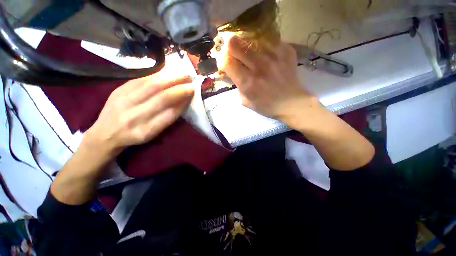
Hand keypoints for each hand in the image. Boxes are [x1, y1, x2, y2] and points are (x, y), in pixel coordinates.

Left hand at [84, 74, 193, 156]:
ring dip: (171, 78)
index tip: (193, 93)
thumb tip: (183, 102)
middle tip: (192, 80)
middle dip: (180, 88)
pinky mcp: (118, 90)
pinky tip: (167, 70)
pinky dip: (157, 74)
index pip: (170, 114)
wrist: (104, 133)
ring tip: (183, 73)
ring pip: (152, 85)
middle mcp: (135, 116)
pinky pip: (141, 79)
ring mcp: (124, 101)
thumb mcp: (152, 134)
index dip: (184, 102)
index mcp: (146, 130)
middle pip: (162, 97)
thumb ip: (167, 119)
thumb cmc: (134, 135)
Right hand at [223, 36, 319, 126]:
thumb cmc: (267, 105)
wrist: (292, 102)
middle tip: (235, 55)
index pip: (227, 61)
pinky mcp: (286, 50)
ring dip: (247, 46)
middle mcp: (259, 66)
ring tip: (251, 55)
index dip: (224, 61)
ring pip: (251, 38)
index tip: (228, 64)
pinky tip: (266, 55)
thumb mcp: (245, 101)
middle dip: (230, 48)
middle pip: (235, 43)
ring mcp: (274, 55)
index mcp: (248, 82)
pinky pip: (267, 40)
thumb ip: (236, 85)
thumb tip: (228, 72)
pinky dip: (262, 46)